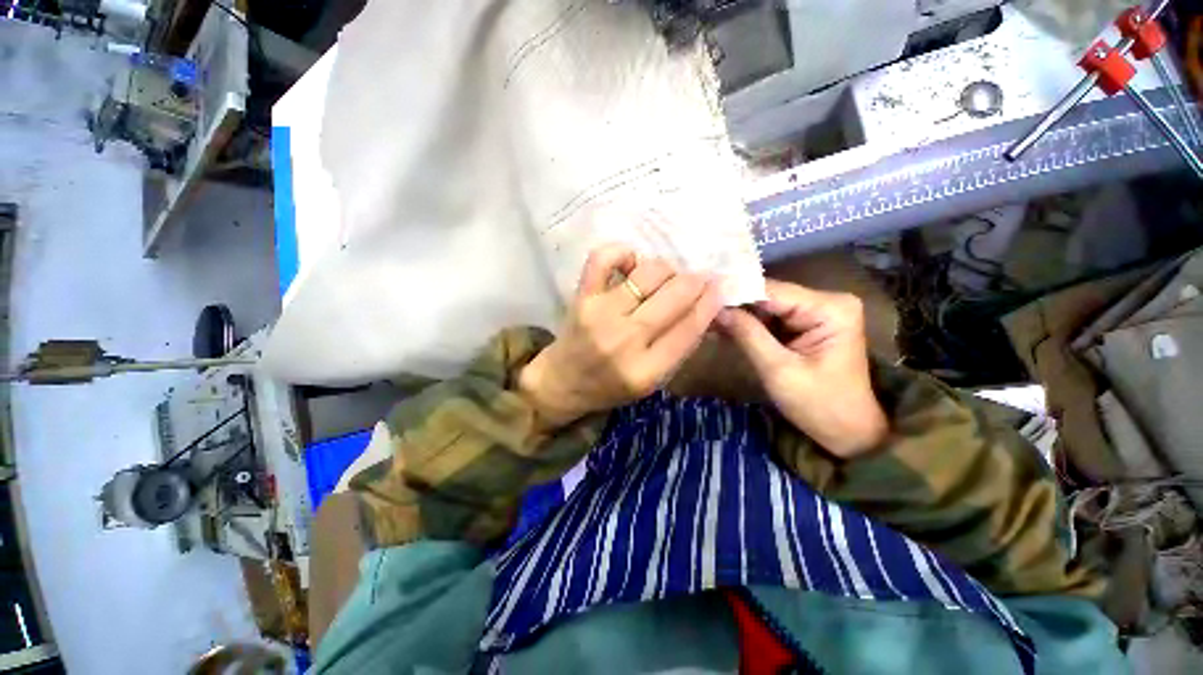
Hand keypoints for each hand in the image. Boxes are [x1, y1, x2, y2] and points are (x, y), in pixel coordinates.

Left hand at [519, 246, 722, 428]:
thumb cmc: (610, 386)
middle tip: (697, 278)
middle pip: (673, 297)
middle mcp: (625, 340)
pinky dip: (622, 252)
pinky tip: (631, 262)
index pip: (689, 328)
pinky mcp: (582, 297)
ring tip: (665, 276)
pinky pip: (603, 259)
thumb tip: (703, 307)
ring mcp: (601, 315)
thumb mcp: (651, 381)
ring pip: (647, 274)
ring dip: (665, 269)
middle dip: (694, 281)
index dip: (709, 302)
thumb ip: (677, 349)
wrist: (563, 382)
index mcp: (646, 371)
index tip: (719, 287)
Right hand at [717, 280, 887, 457]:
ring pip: (765, 307)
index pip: (772, 291)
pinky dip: (747, 326)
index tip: (703, 298)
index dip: (735, 293)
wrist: (848, 432)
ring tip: (705, 321)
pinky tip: (722, 329)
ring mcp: (816, 312)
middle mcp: (825, 301)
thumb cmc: (820, 405)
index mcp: (830, 308)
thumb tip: (717, 308)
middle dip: (734, 306)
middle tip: (700, 312)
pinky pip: (770, 319)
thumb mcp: (779, 370)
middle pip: (768, 296)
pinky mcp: (805, 325)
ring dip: (737, 316)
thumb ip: (748, 335)